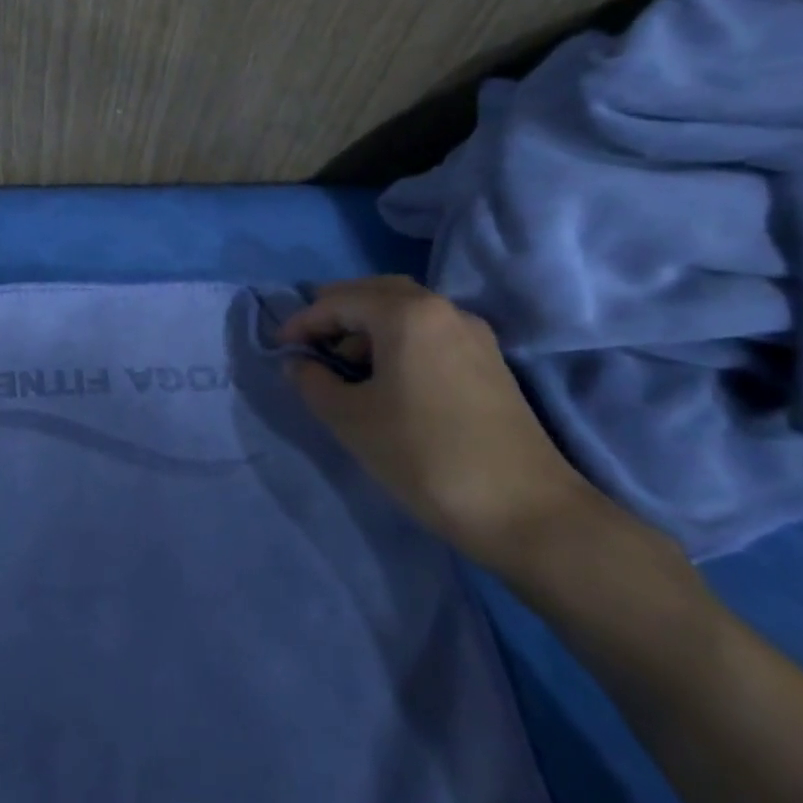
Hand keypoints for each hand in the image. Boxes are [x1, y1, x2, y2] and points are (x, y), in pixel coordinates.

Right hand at [278, 275, 598, 573]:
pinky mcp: (488, 362)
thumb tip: (298, 364)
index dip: (302, 322)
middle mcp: (443, 310)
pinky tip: (383, 376)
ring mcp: (472, 334)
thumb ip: (313, 382)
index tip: (278, 348)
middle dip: (336, 311)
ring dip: (367, 325)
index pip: (339, 301)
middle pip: (377, 292)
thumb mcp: (350, 419)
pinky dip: (396, 339)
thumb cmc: (423, 455)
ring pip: (406, 309)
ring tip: (340, 361)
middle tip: (307, 340)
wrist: (524, 510)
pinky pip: (429, 331)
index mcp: (406, 314)